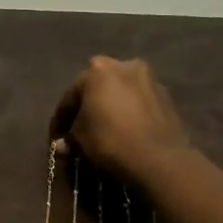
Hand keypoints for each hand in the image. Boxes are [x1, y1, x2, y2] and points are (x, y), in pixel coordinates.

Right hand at [49, 56, 190, 182]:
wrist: (159, 158)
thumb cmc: (110, 140)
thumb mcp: (80, 138)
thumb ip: (70, 136)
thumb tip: (63, 144)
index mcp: (98, 70)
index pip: (71, 95)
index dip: (60, 119)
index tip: (56, 137)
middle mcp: (124, 65)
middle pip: (98, 88)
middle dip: (87, 107)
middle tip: (79, 130)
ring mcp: (149, 79)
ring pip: (120, 93)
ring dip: (110, 108)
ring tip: (103, 130)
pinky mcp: (166, 97)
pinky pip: (138, 103)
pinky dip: (129, 113)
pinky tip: (124, 131)